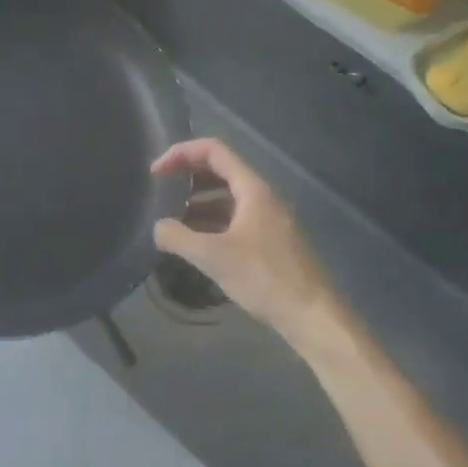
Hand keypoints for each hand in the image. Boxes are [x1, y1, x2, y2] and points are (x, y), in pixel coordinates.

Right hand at [151, 138, 348, 353]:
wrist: (312, 315)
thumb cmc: (265, 278)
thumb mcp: (214, 257)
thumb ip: (179, 237)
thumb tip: (158, 227)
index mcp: (252, 189)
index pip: (213, 151)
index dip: (181, 153)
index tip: (156, 172)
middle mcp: (261, 196)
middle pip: (219, 170)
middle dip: (187, 176)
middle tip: (159, 190)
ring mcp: (266, 219)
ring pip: (226, 197)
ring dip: (197, 201)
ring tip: (170, 218)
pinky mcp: (268, 241)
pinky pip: (233, 219)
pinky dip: (210, 222)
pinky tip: (193, 241)